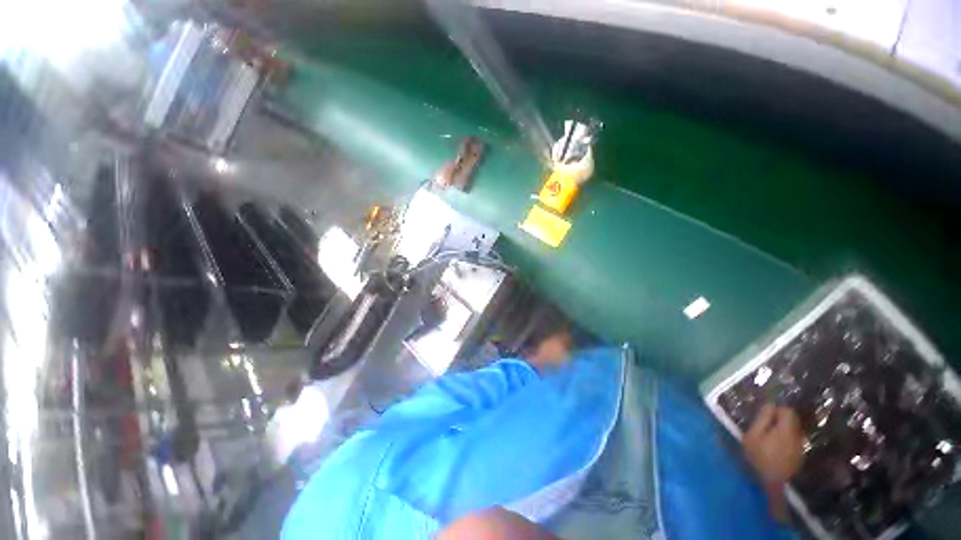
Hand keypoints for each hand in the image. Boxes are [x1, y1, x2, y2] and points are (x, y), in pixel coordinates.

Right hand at [742, 404, 804, 521]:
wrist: (772, 483)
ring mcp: (800, 446)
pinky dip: (785, 439)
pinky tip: (776, 447)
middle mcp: (797, 435)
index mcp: (786, 429)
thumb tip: (769, 404)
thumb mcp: (753, 436)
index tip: (765, 416)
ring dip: (782, 430)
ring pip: (793, 430)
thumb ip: (762, 419)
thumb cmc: (759, 456)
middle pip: (792, 420)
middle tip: (764, 426)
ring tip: (769, 437)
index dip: (776, 410)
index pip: (787, 411)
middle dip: (779, 420)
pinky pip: (793, 440)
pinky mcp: (799, 455)